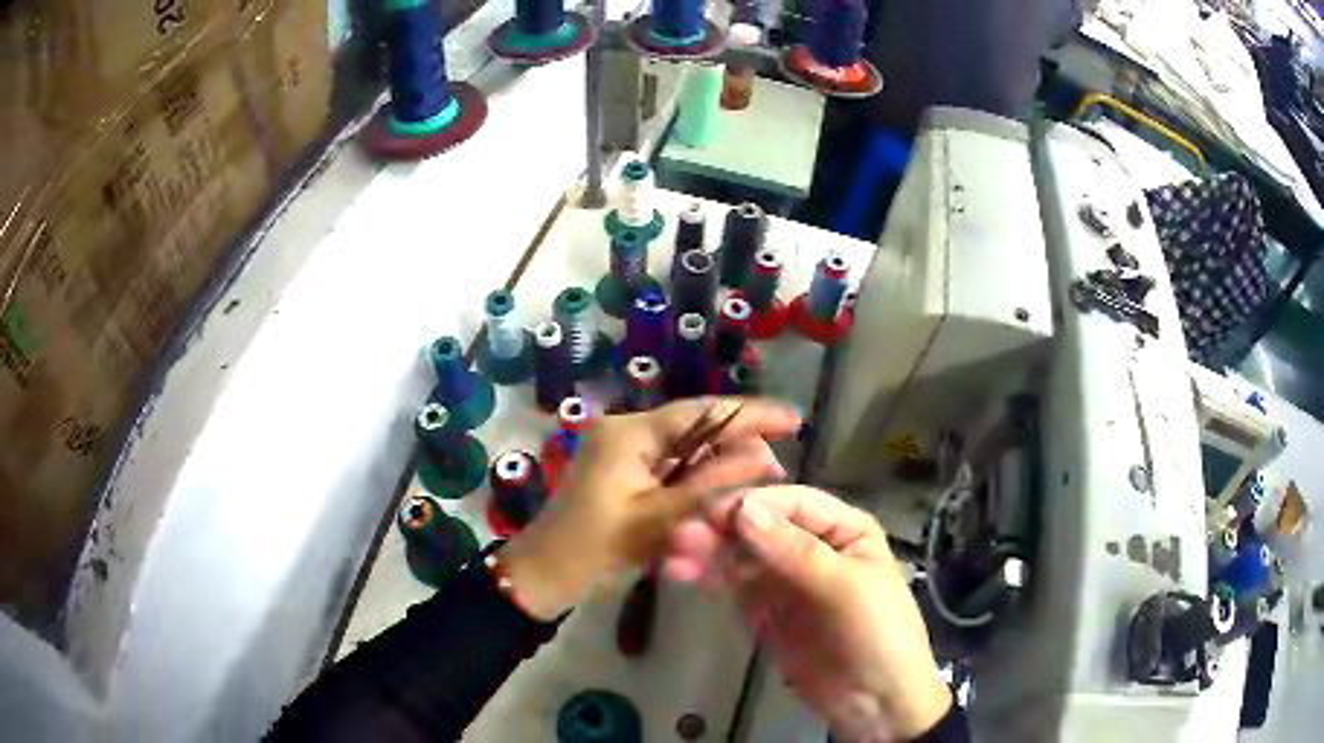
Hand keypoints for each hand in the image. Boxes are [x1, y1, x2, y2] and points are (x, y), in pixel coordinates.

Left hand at [500, 398, 799, 620]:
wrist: (545, 573)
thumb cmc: (598, 547)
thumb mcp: (661, 517)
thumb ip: (714, 482)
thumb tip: (764, 453)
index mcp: (629, 431)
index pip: (702, 411)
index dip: (751, 414)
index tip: (793, 420)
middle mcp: (624, 427)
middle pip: (693, 423)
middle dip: (739, 436)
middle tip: (783, 454)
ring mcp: (619, 446)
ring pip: (683, 442)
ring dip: (720, 455)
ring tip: (764, 468)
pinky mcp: (619, 467)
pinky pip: (667, 460)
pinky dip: (697, 470)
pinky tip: (726, 480)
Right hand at [664, 485, 950, 741]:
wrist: (876, 703)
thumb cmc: (877, 634)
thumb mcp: (845, 588)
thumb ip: (795, 552)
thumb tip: (744, 510)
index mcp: (843, 529)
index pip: (792, 504)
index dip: (754, 506)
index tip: (712, 515)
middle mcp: (811, 546)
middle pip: (760, 527)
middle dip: (721, 529)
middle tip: (679, 536)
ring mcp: (785, 580)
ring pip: (741, 555)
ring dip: (707, 552)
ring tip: (671, 556)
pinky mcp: (765, 611)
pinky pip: (734, 585)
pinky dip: (709, 577)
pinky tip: (682, 573)